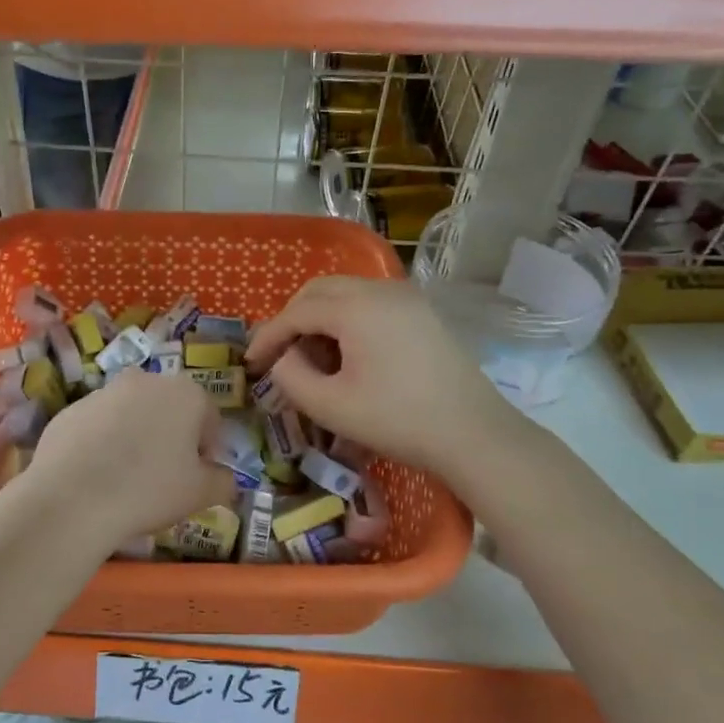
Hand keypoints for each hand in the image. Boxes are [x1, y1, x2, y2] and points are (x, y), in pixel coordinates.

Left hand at [24, 371, 236, 551]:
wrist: (72, 497)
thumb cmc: (149, 489)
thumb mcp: (201, 494)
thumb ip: (223, 481)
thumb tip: (225, 477)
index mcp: (185, 393)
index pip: (209, 417)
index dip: (208, 448)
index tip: (198, 475)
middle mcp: (145, 380)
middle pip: (168, 409)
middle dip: (171, 435)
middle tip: (164, 475)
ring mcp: (103, 392)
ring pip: (131, 414)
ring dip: (135, 436)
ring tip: (126, 477)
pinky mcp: (70, 409)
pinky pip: (97, 425)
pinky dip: (102, 443)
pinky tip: (96, 475)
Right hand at [246, 276, 537, 479]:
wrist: (473, 433)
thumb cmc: (397, 420)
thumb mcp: (331, 406)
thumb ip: (291, 377)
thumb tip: (282, 359)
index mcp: (355, 307)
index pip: (296, 312)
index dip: (268, 336)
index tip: (250, 363)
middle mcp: (380, 289)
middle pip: (319, 291)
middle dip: (292, 319)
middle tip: (278, 354)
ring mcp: (406, 298)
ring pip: (345, 293)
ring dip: (319, 319)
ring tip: (312, 359)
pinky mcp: (421, 313)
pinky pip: (370, 303)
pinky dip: (346, 321)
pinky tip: (347, 356)